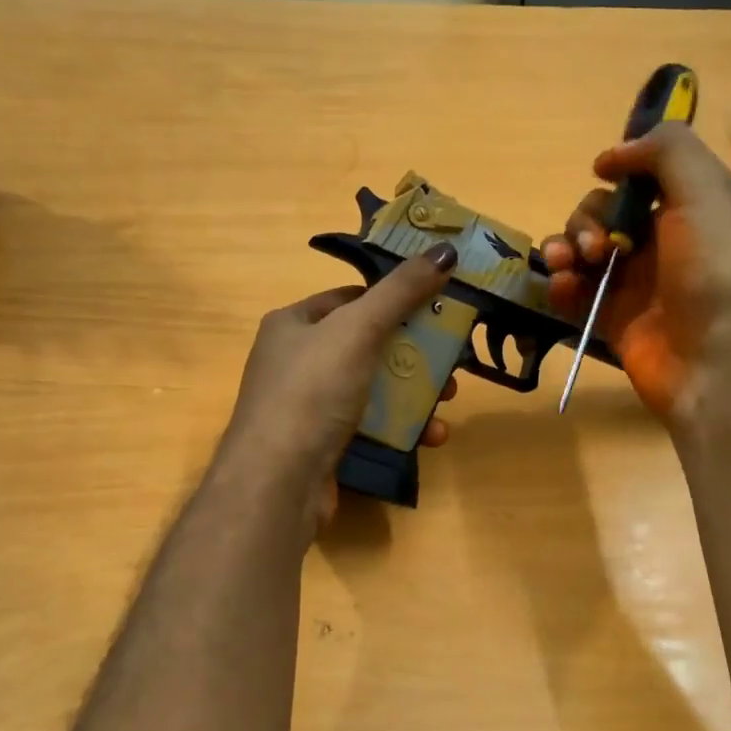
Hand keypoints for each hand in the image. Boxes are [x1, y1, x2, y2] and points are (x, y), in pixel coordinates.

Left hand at [216, 243, 459, 527]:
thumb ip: (401, 291)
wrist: (277, 481)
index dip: (394, 299)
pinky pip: (370, 425)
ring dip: (416, 393)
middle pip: (368, 345)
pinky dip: (402, 427)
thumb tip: (444, 250)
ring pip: (374, 388)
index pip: (350, 298)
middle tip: (453, 361)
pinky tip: (430, 437)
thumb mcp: (358, 329)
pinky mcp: (324, 444)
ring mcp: (309, 407)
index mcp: (293, 324)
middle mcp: (297, 361)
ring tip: (448, 402)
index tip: (436, 307)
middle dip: (414, 353)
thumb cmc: (312, 392)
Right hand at [542, 123, 730, 425]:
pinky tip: (562, 288)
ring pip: (582, 248)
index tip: (603, 172)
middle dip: (587, 218)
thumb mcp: (705, 192)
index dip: (622, 167)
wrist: (713, 360)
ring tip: (567, 264)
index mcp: (692, 206)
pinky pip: (573, 290)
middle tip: (596, 245)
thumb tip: (611, 156)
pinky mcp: (610, 316)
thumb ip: (664, 152)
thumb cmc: (713, 270)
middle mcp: (661, 239)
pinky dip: (561, 284)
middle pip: (604, 210)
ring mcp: (634, 281)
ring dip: (565, 246)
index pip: (646, 174)